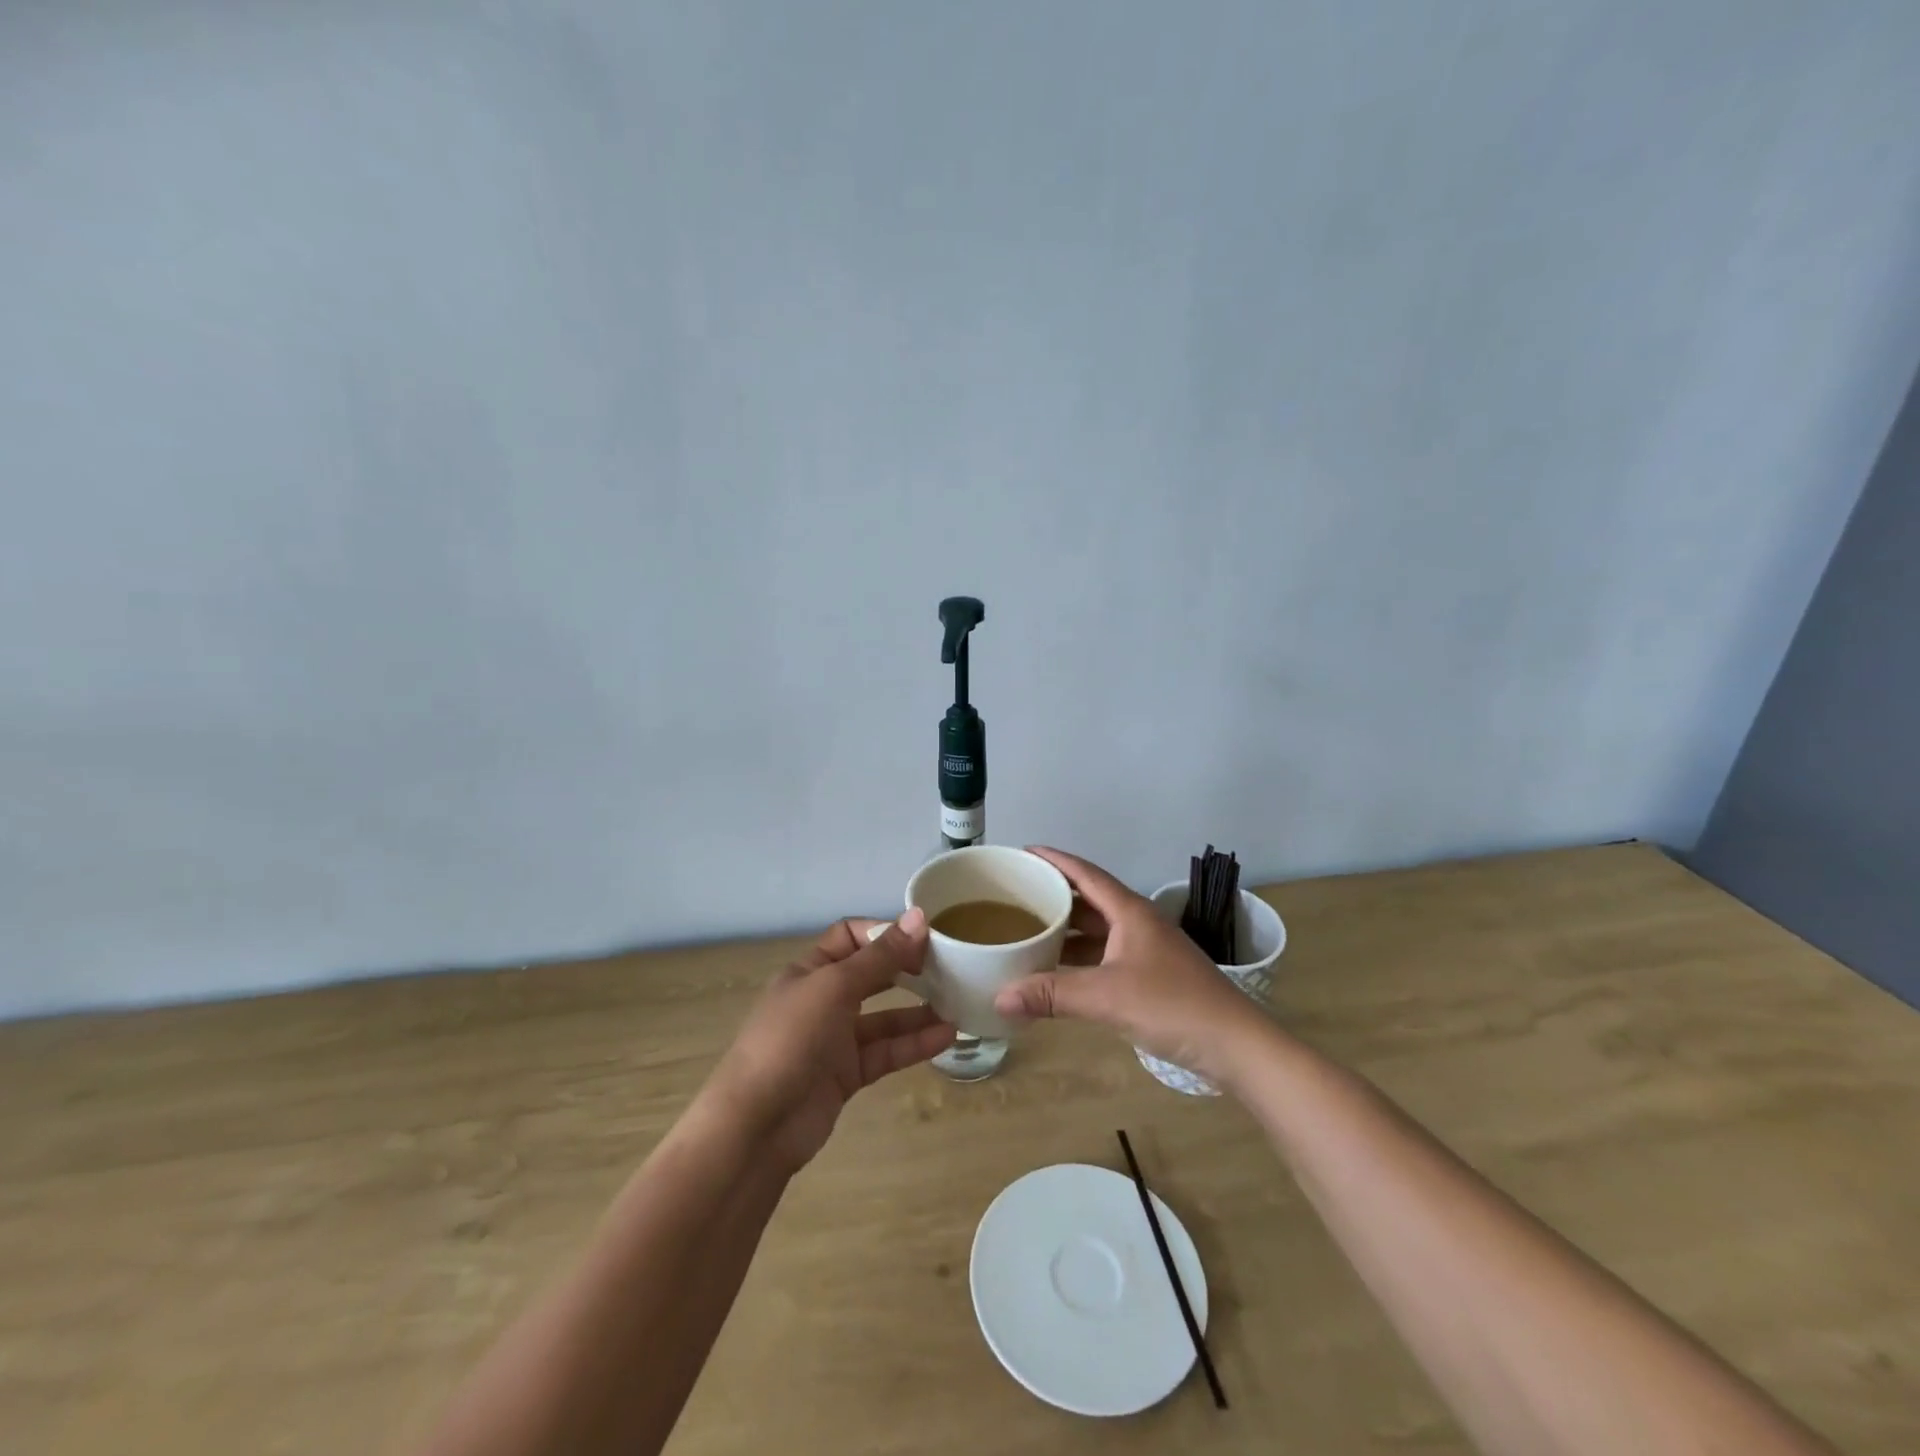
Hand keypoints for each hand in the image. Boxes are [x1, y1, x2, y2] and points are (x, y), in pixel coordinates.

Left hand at [700, 908, 955, 1173]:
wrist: (757, 1126)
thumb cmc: (790, 1039)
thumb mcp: (835, 987)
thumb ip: (880, 956)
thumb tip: (919, 917)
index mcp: (810, 970)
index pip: (851, 937)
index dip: (885, 933)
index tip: (924, 937)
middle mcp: (823, 999)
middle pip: (872, 975)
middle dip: (907, 970)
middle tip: (949, 968)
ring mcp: (835, 1039)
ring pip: (884, 1017)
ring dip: (919, 1010)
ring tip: (959, 1004)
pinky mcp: (847, 1075)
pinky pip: (886, 1051)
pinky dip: (914, 1044)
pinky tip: (947, 1036)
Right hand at [992, 847, 1275, 1086]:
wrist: (1236, 1045)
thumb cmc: (1173, 1006)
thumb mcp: (1106, 997)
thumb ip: (1052, 994)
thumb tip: (999, 997)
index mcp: (1130, 912)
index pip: (1086, 873)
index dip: (1055, 859)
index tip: (1024, 852)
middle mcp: (1139, 923)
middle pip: (1090, 899)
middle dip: (1055, 895)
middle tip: (1017, 896)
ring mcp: (1148, 950)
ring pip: (1099, 930)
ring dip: (1068, 930)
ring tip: (1029, 932)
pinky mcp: (1153, 976)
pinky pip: (1107, 955)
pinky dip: (1082, 959)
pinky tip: (1060, 973)